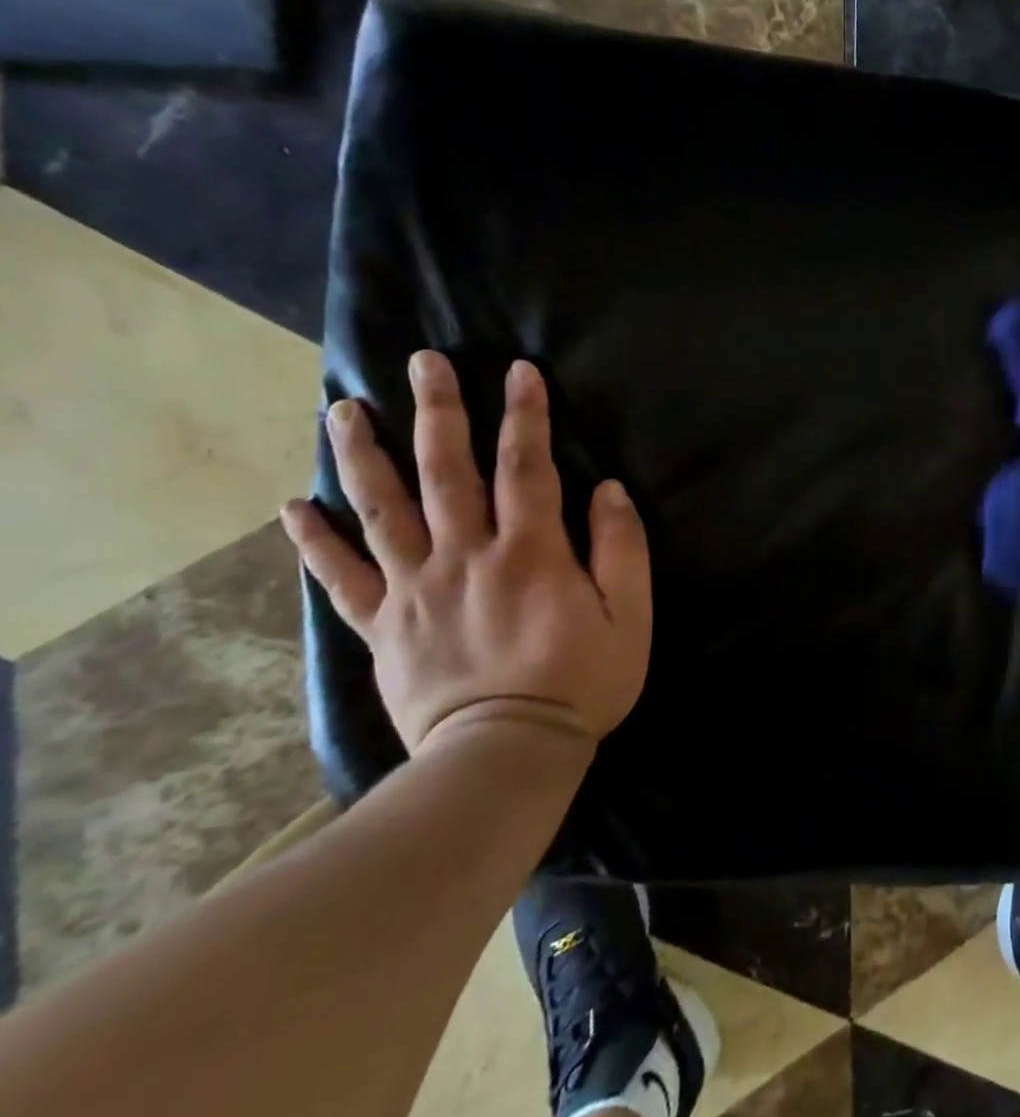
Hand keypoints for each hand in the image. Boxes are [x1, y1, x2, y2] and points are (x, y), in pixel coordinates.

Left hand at [282, 352, 652, 754]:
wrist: (504, 754)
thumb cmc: (581, 681)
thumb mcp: (629, 616)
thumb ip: (622, 549)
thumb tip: (608, 490)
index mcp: (530, 552)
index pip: (526, 467)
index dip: (525, 415)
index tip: (518, 371)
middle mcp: (465, 557)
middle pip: (446, 472)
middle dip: (438, 412)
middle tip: (423, 363)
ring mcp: (414, 589)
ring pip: (382, 510)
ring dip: (362, 456)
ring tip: (342, 410)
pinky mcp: (381, 625)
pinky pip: (340, 578)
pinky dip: (313, 541)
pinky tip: (293, 507)